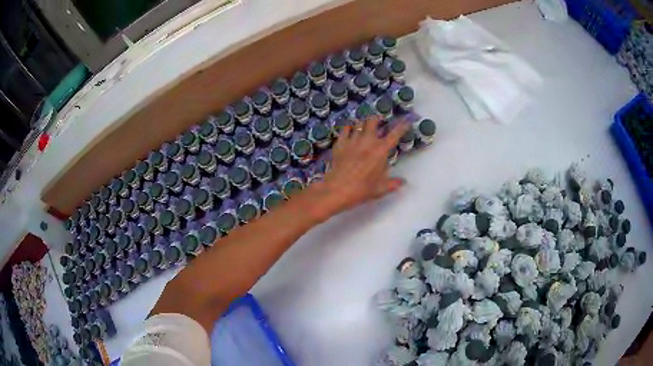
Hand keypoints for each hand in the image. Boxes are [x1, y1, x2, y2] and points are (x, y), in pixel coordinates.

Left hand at [308, 116, 409, 219]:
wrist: (338, 189)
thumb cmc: (362, 189)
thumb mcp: (381, 189)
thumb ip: (394, 183)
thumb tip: (404, 182)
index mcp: (381, 150)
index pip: (395, 134)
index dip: (402, 126)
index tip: (407, 120)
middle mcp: (368, 141)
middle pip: (373, 121)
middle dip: (377, 119)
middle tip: (378, 121)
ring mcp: (353, 140)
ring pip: (358, 123)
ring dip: (363, 123)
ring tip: (363, 125)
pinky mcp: (340, 143)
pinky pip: (345, 129)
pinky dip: (348, 128)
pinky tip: (349, 130)